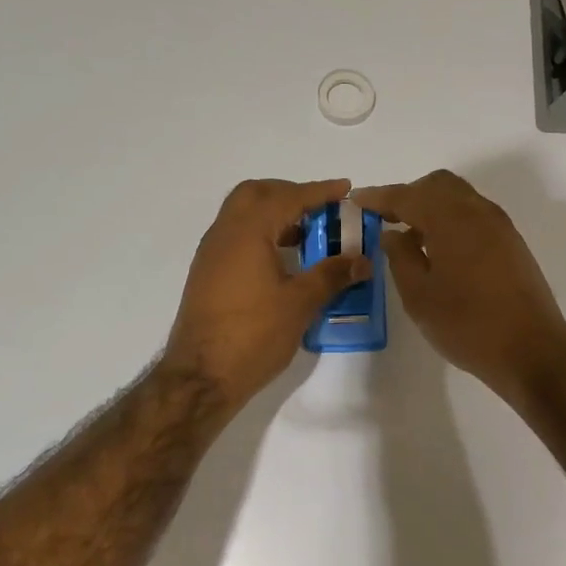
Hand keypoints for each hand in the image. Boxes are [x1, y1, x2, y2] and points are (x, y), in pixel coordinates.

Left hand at [162, 178, 371, 412]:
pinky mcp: (208, 274)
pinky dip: (262, 235)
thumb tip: (363, 260)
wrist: (202, 376)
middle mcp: (224, 233)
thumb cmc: (253, 335)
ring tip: (308, 236)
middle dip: (290, 194)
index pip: (288, 197)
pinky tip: (283, 261)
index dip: (319, 191)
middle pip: (256, 194)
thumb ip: (332, 275)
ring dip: (275, 215)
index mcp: (247, 232)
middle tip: (320, 210)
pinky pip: (236, 237)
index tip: (345, 189)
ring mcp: (212, 254)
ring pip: (243, 215)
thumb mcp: (300, 303)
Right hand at [352, 170, 565, 402]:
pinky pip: (474, 216)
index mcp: (451, 219)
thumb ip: (400, 257)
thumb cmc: (467, 325)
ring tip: (410, 236)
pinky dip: (451, 220)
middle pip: (438, 185)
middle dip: (408, 195)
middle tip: (385, 218)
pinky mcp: (512, 244)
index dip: (379, 196)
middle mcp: (478, 212)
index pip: (407, 195)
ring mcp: (500, 226)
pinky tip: (439, 250)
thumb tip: (393, 234)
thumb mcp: (419, 296)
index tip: (357, 200)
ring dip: (432, 207)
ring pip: (459, 198)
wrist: (531, 350)